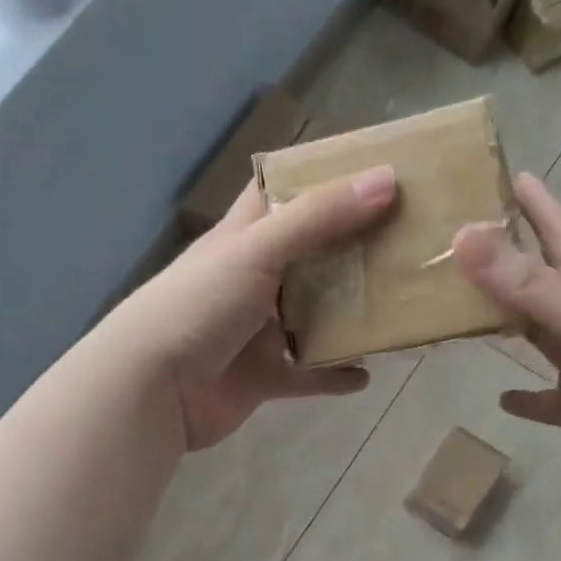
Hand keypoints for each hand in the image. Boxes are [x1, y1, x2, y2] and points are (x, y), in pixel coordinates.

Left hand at [121, 165, 396, 450]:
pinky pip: (307, 375)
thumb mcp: (258, 250)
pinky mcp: (261, 377)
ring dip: (350, 316)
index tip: (375, 171)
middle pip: (310, 257)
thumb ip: (319, 218)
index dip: (322, 179)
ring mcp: (256, 332)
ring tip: (398, 307)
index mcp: (244, 238)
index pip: (282, 193)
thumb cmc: (199, 306)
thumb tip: (386, 180)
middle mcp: (252, 279)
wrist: (152, 389)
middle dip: (353, 250)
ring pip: (314, 318)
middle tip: (408, 241)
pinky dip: (333, 375)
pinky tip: (365, 374)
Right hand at [453, 174, 560, 504]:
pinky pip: (543, 400)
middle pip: (536, 284)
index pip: (558, 236)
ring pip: (533, 337)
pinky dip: (523, 398)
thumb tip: (462, 237)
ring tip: (459, 312)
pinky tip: (500, 398)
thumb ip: (526, 283)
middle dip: (503, 264)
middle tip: (457, 246)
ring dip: (503, 325)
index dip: (536, 207)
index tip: (508, 175)